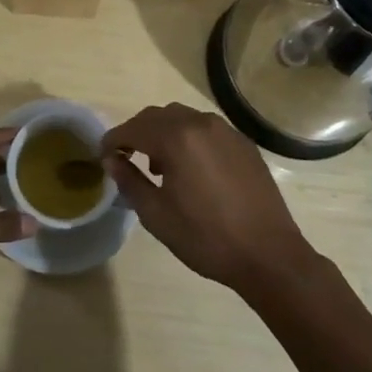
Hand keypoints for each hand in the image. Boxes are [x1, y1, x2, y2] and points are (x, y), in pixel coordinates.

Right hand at [102, 103, 318, 294]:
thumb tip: (111, 160)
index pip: (134, 128)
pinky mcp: (243, 144)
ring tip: (159, 166)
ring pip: (183, 118)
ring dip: (164, 133)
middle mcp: (200, 123)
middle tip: (126, 157)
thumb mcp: (157, 215)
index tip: (103, 155)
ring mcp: (226, 131)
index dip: (113, 139)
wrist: (268, 255)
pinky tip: (191, 169)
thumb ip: (130, 181)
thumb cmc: (206, 237)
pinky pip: (206, 129)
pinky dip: (189, 138)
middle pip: (158, 116)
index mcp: (177, 138)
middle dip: (138, 132)